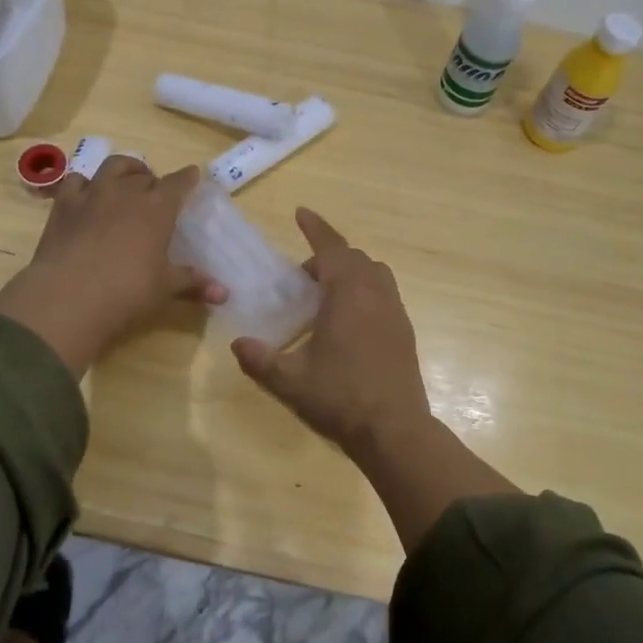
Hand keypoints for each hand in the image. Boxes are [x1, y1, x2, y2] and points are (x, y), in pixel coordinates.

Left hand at [0, 157, 224, 375]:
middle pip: (145, 174)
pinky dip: (86, 183)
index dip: (187, 178)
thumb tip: (225, 294)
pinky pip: (76, 181)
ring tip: (126, 181)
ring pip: (113, 166)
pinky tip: (87, 195)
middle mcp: (127, 191)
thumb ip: (193, 283)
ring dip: (124, 170)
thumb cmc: (127, 291)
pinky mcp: (64, 204)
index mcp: (158, 208)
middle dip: (153, 180)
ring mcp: (93, 194)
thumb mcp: (165, 288)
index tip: (192, 175)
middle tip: (156, 195)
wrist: (69, 296)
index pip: (178, 183)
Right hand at [230, 208, 432, 459]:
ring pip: (374, 274)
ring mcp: (395, 312)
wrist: (395, 430)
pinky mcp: (405, 331)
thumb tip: (238, 344)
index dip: (315, 228)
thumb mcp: (290, 380)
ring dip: (350, 272)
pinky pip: (384, 294)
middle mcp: (376, 294)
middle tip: (302, 278)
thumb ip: (260, 359)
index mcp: (348, 294)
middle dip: (328, 257)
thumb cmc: (341, 397)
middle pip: (353, 258)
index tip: (301, 212)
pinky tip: (348, 321)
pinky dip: (364, 291)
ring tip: (326, 296)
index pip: (331, 248)